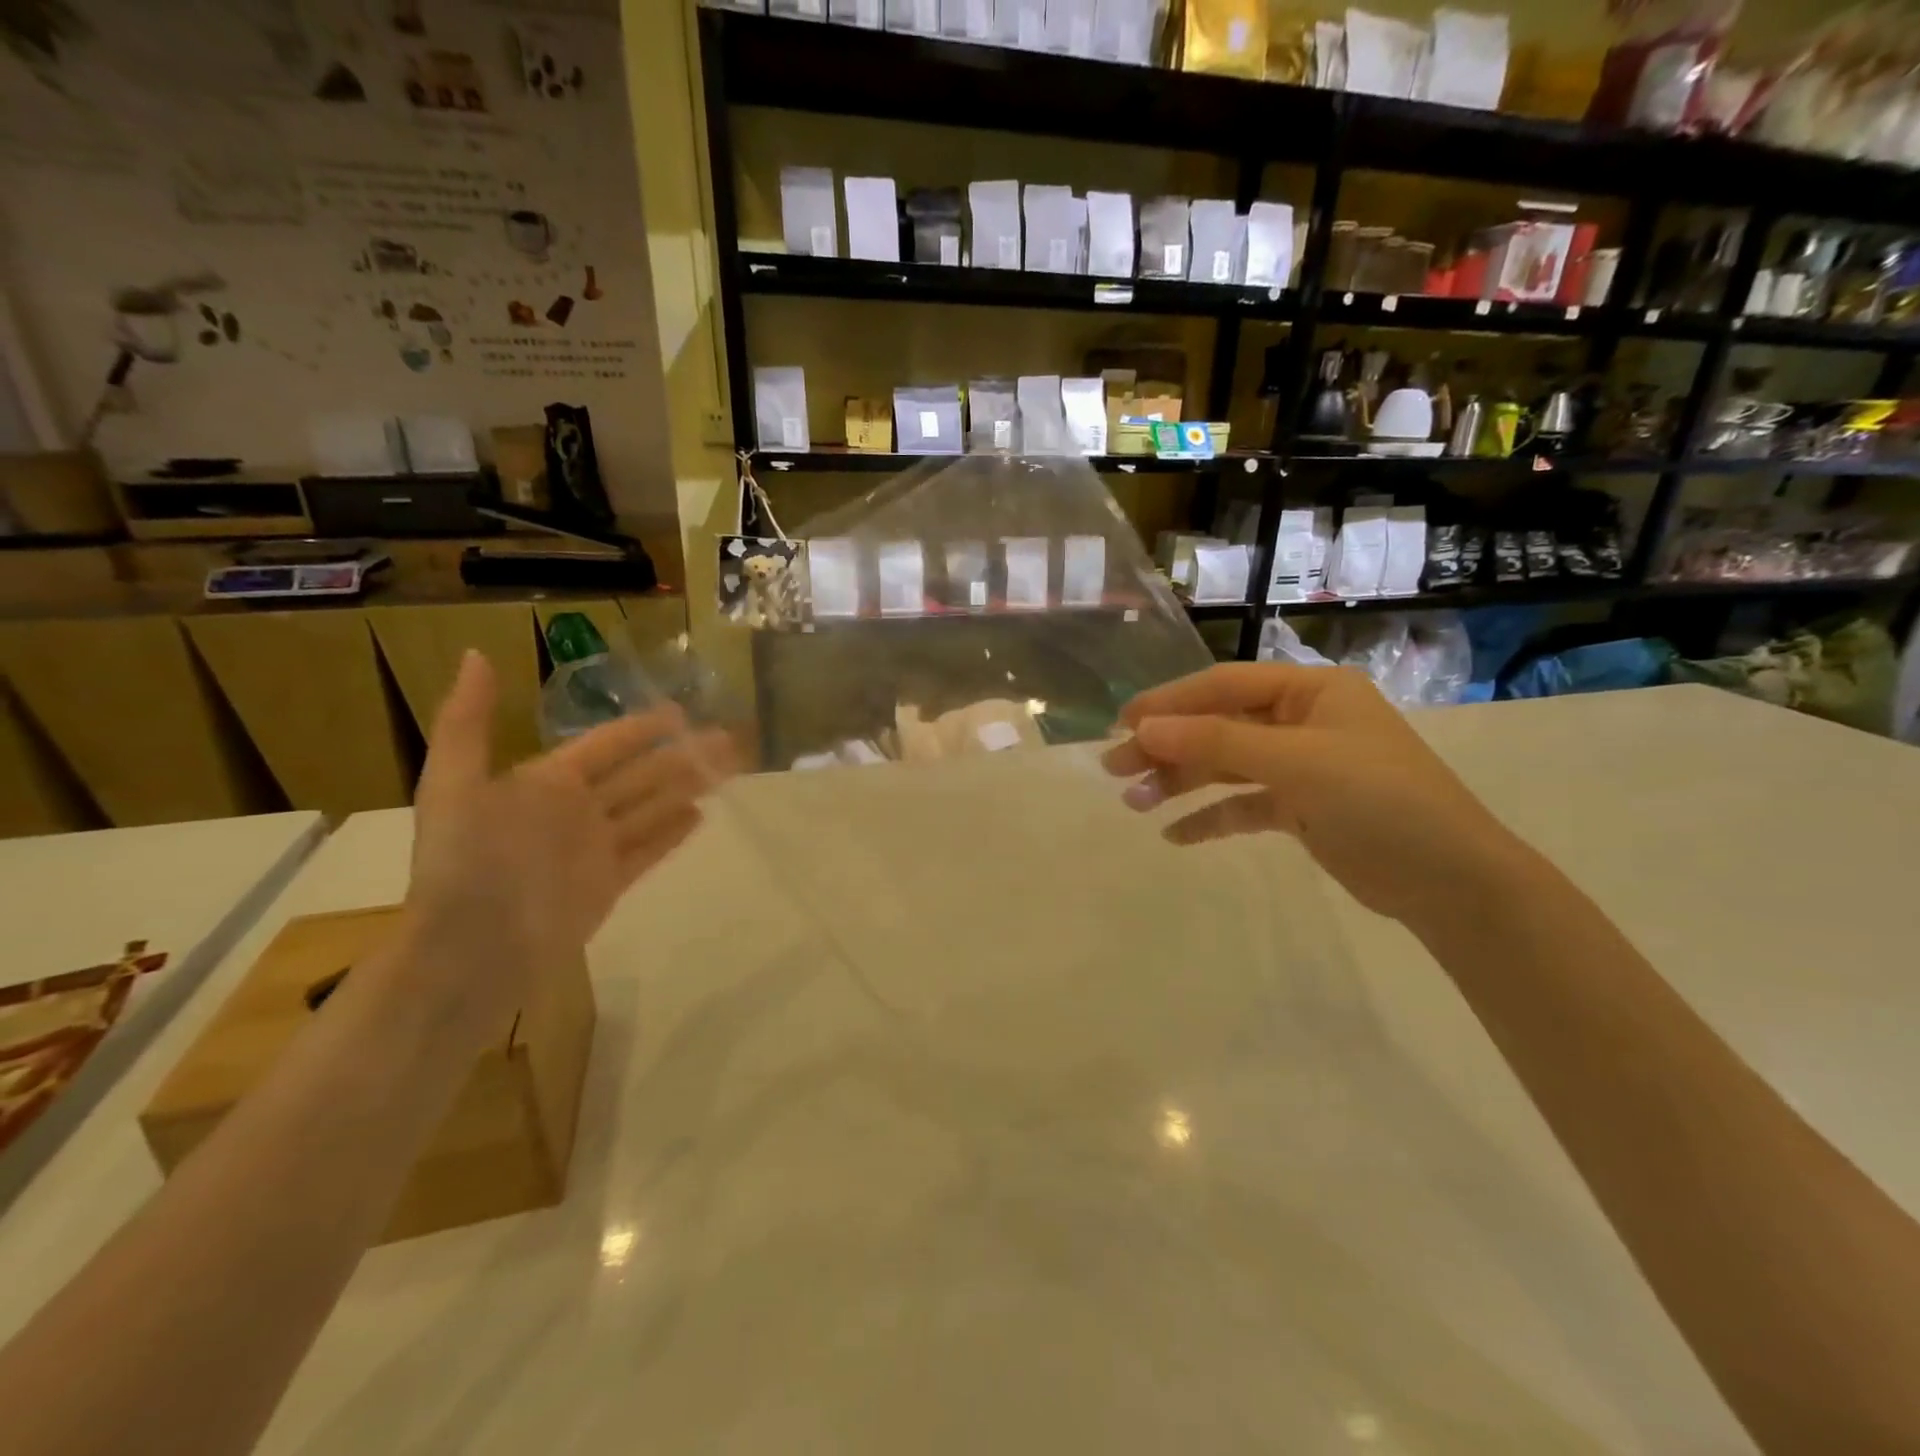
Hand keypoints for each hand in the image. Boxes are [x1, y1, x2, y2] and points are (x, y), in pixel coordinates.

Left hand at [400, 651, 736, 1043]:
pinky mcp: (609, 883)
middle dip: (683, 756)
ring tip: (726, 770)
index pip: (608, 745)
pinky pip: (648, 850)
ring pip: (653, 809)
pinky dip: (673, 834)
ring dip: (689, 788)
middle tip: (726, 738)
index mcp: (547, 782)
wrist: (471, 948)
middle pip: (642, 775)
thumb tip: (476, 653)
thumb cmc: (463, 862)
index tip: (681, 711)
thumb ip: (468, 721)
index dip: (643, 728)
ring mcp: (596, 847)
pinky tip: (702, 816)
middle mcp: (578, 809)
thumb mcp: (452, 784)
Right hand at [1102, 663, 1523, 929]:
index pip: (1225, 685)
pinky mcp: (1302, 809)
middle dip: (1167, 746)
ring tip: (1133, 803)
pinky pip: (1244, 805)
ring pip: (1226, 766)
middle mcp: (1304, 721)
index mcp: (1311, 691)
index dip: (1170, 701)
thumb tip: (1146, 727)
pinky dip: (1211, 817)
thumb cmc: (1381, 801)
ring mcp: (1303, 766)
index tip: (1122, 722)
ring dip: (1181, 782)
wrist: (1453, 883)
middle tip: (1114, 769)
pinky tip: (1175, 835)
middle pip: (1219, 725)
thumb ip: (1219, 741)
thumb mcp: (1297, 762)